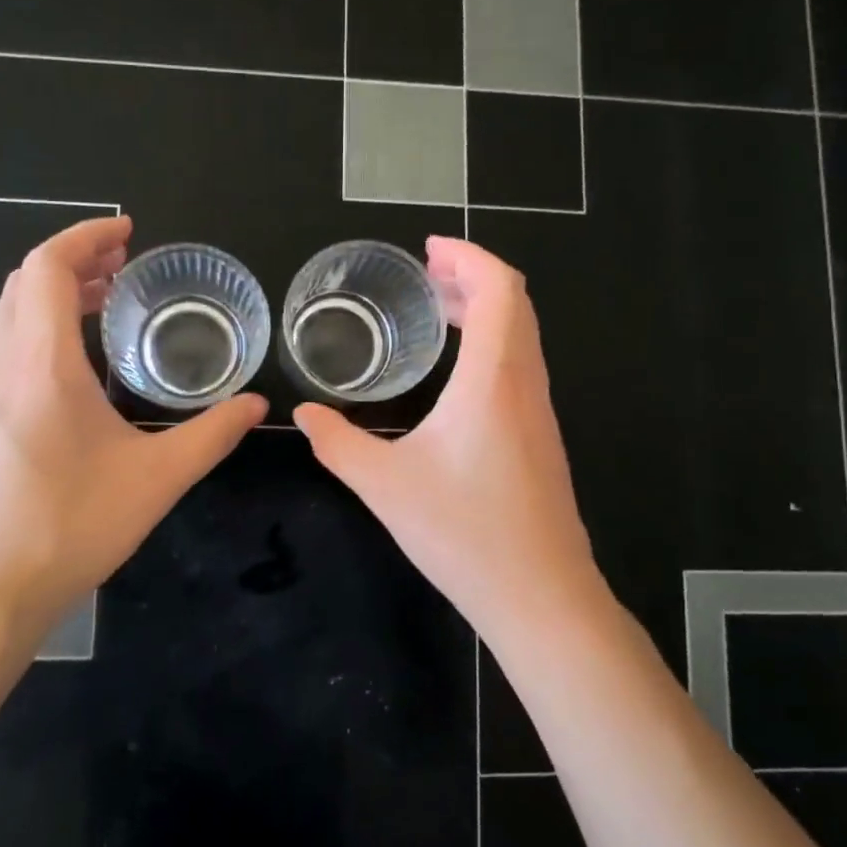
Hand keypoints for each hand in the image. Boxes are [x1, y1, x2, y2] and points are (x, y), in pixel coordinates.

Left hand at [0, 216, 264, 633]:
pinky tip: (80, 360)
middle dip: (75, 259)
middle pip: (25, 282)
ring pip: (11, 313)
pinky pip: (8, 345)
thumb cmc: (71, 526)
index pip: (48, 268)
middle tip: (126, 264)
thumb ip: (212, 435)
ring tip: (107, 299)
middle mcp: (5, 366)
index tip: (129, 233)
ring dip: (55, 291)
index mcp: (42, 363)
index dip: (86, 237)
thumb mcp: (158, 478)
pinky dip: (42, 324)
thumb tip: (257, 405)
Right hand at [293, 237, 602, 641]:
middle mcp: (524, 383)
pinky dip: (492, 342)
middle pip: (515, 302)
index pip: (499, 288)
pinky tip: (457, 372)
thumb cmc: (464, 533)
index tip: (428, 250)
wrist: (541, 596)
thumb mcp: (384, 485)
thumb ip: (338, 444)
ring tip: (437, 312)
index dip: (468, 256)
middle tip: (425, 277)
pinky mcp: (541, 437)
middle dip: (472, 276)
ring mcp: (539, 411)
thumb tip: (305, 415)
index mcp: (493, 378)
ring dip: (485, 310)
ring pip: (522, 334)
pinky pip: (521, 364)